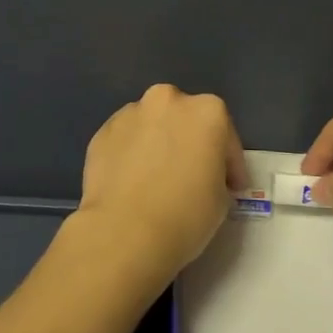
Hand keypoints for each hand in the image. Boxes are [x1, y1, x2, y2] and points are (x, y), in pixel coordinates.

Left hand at [74, 84, 245, 290]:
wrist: (124, 233)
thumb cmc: (185, 216)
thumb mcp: (221, 199)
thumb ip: (216, 175)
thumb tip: (203, 176)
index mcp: (207, 111)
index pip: (226, 137)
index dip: (230, 165)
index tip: (230, 188)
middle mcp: (168, 100)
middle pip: (185, 120)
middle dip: (190, 142)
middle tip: (190, 175)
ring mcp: (131, 113)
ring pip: (152, 125)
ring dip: (158, 144)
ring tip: (155, 179)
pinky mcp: (102, 131)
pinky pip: (126, 140)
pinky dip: (131, 154)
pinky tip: (131, 182)